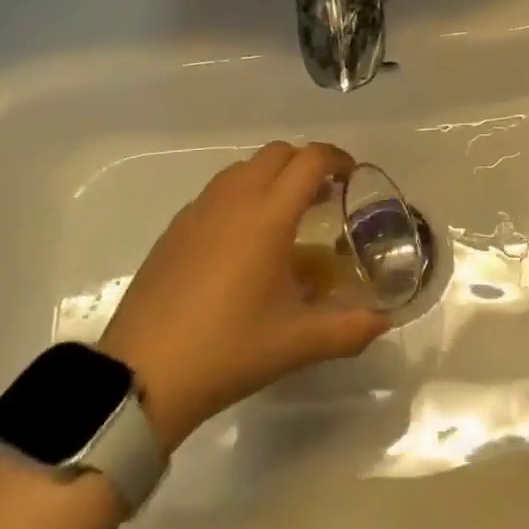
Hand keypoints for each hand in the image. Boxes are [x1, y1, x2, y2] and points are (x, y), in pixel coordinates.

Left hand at [95, 142, 391, 449]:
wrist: (143, 374)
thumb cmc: (228, 350)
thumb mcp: (297, 343)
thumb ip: (349, 330)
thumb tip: (384, 322)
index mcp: (267, 216)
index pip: (309, 161)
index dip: (337, 159)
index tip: (352, 177)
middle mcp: (233, 200)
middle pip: (276, 153)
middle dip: (305, 164)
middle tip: (324, 197)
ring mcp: (198, 211)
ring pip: (243, 169)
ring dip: (271, 177)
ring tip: (285, 217)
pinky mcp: (175, 229)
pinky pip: (217, 192)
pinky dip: (242, 196)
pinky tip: (244, 242)